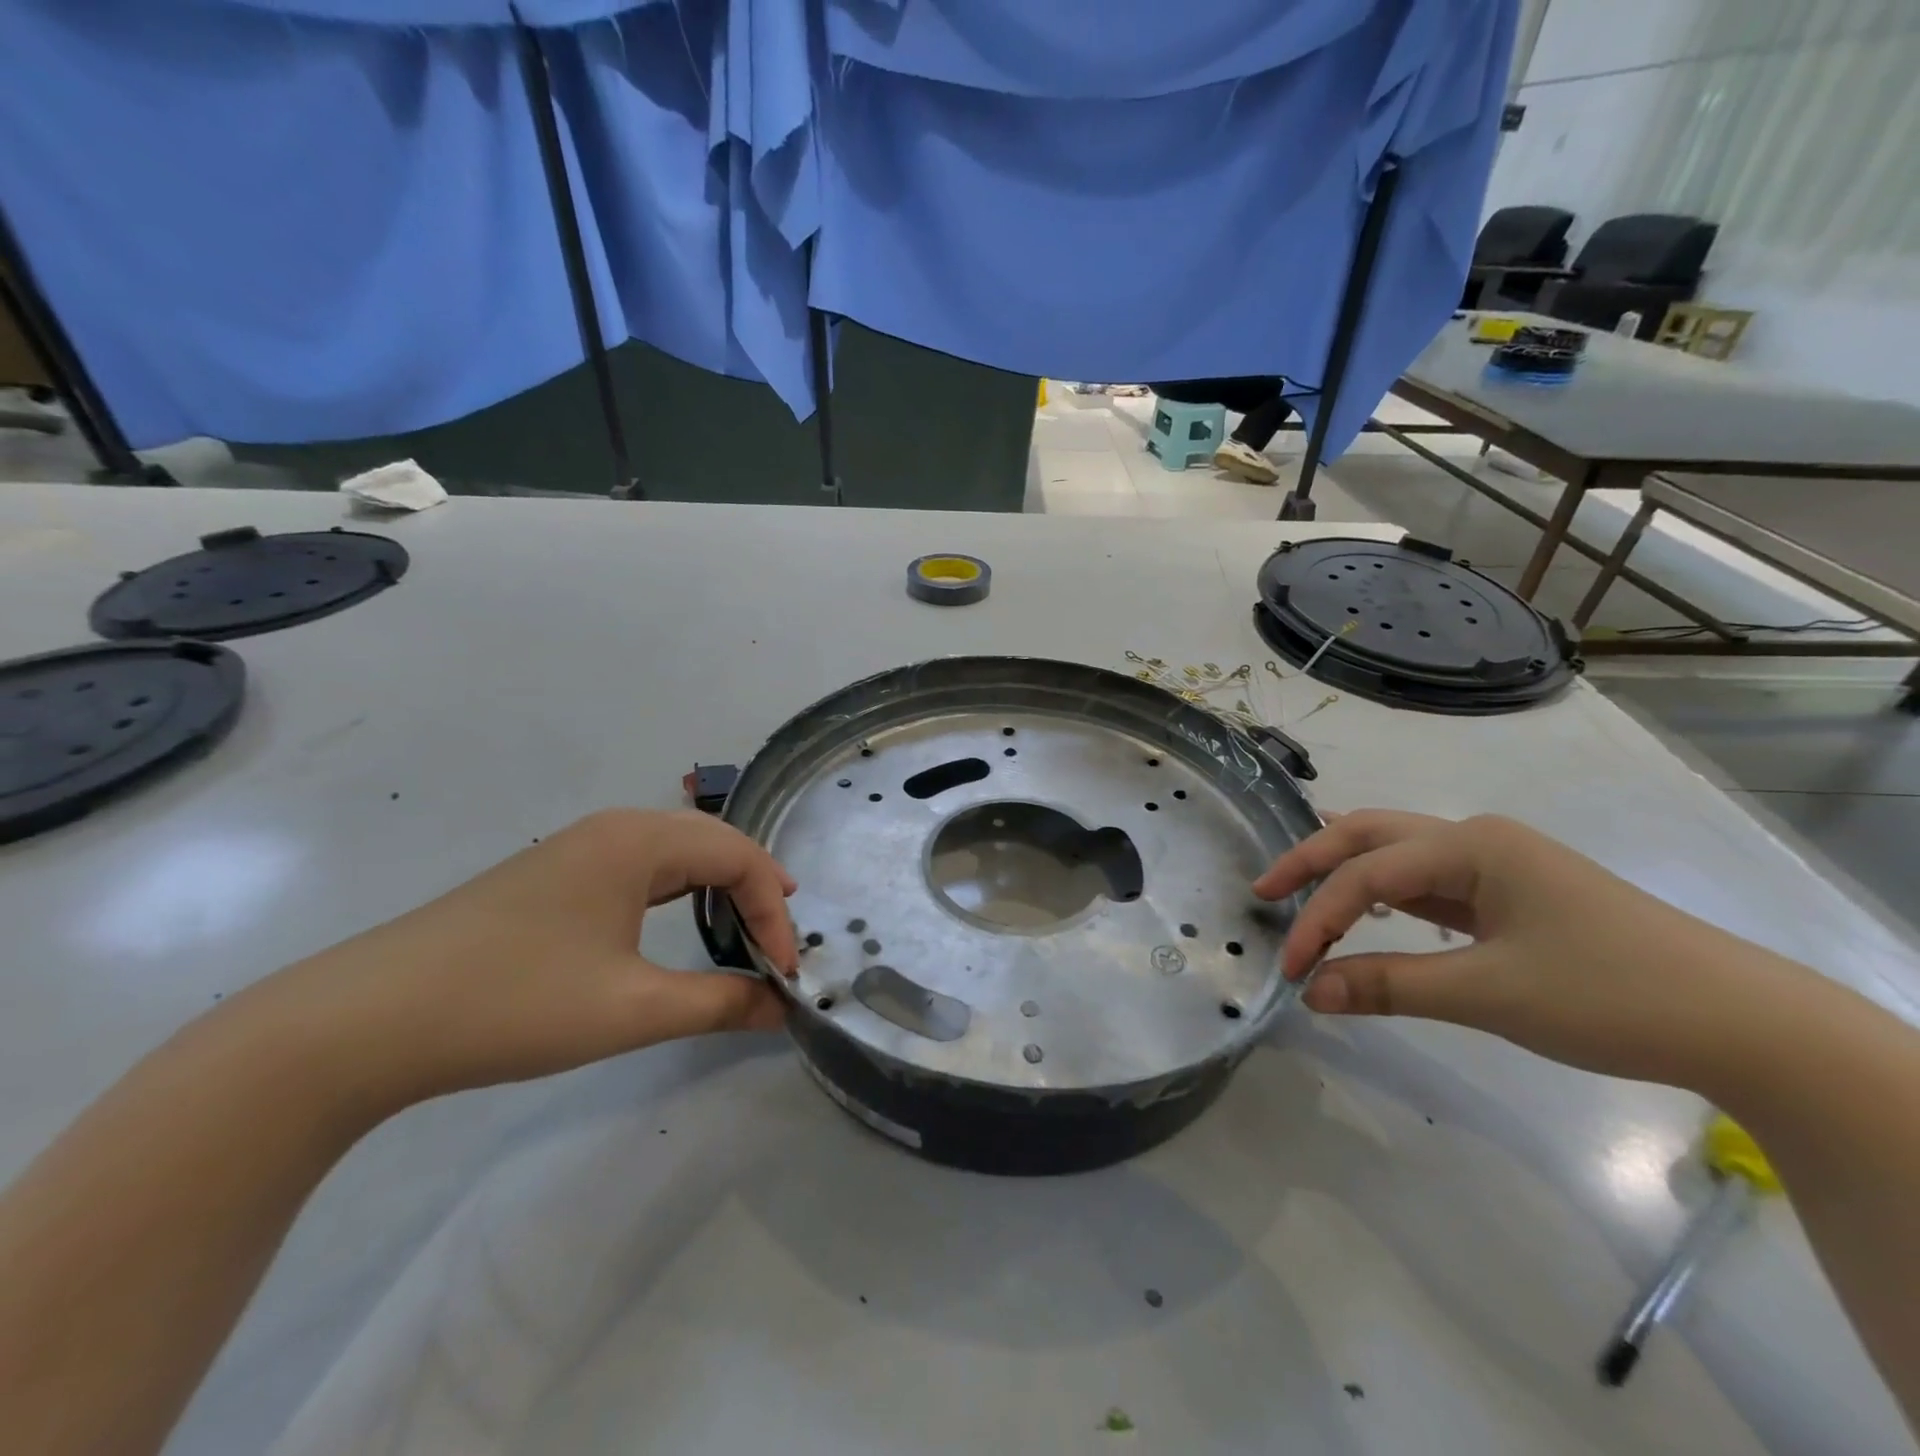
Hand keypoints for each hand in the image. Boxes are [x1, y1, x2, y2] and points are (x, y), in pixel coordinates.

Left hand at [238, 810, 799, 1111]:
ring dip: (718, 887)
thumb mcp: (632, 1010)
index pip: (740, 858)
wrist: (362, 1022)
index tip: (787, 973)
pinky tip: (676, 925)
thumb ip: (720, 1003)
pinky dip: (678, 892)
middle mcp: (615, 828)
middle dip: (756, 891)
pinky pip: (641, 868)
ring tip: (744, 929)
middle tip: (779, 944)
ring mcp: (578, 848)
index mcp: (639, 840)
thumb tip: (782, 1010)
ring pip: (677, 852)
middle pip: (714, 843)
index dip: (775, 912)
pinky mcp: (553, 875)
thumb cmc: (515, 1003)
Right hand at [1253, 810, 1788, 1085]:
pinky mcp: (1510, 891)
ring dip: (1345, 868)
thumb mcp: (1489, 994)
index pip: (1367, 875)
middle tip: (1265, 890)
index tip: (1290, 968)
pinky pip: (1427, 878)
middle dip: (1312, 859)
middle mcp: (1477, 838)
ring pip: (1398, 851)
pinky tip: (1366, 899)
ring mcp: (1497, 862)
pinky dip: (1383, 888)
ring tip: (1297, 887)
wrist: (1744, 1023)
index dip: (1319, 918)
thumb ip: (1389, 986)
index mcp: (1472, 845)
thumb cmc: (1611, 995)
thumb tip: (1309, 993)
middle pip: (1372, 834)